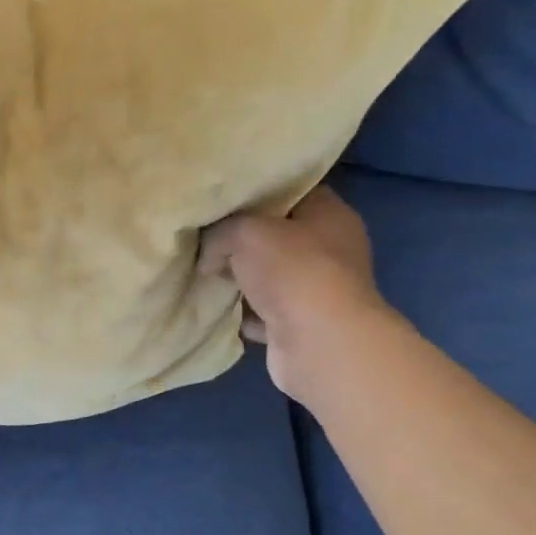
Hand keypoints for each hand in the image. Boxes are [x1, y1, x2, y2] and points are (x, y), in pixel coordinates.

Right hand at [198, 185, 395, 404]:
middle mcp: (330, 249)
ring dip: (240, 277)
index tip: (221, 198)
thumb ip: (220, 233)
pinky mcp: (302, 323)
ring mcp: (318, 289)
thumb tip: (209, 256)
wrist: (319, 343)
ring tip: (205, 273)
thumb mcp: (245, 232)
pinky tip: (218, 308)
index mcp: (330, 215)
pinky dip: (244, 311)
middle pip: (277, 235)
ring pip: (269, 275)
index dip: (256, 192)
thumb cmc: (291, 272)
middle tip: (205, 239)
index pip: (291, 190)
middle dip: (240, 239)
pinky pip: (264, 310)